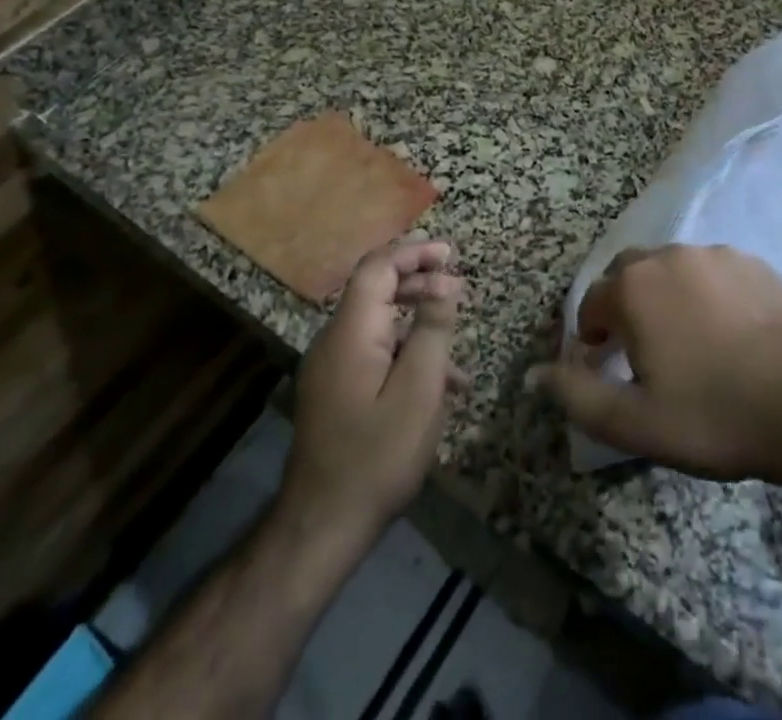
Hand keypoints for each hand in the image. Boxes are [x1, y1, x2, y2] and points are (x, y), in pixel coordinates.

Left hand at [281, 241, 463, 541]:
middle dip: (419, 281)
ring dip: (417, 320)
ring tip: (455, 340)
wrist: (322, 529)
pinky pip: (374, 353)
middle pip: (375, 289)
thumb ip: (433, 330)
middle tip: (459, 288)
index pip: (377, 267)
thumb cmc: (377, 456)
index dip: (414, 252)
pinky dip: (405, 352)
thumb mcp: (419, 390)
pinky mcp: (335, 392)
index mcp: (351, 333)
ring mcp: (331, 368)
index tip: (451, 255)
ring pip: (378, 323)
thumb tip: (445, 284)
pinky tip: (438, 383)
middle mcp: (334, 341)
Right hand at [537, 245, 781, 485]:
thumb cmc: (714, 414)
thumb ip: (577, 395)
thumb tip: (533, 374)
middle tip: (640, 352)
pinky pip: (709, 271)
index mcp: (633, 288)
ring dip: (662, 296)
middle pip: (627, 275)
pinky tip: (724, 329)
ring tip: (684, 341)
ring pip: (669, 268)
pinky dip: (702, 292)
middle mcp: (668, 256)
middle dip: (622, 307)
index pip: (590, 303)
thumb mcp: (635, 423)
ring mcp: (713, 253)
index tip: (604, 366)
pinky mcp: (750, 260)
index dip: (591, 336)